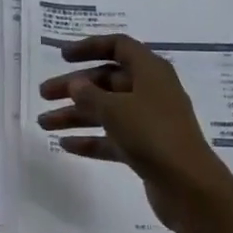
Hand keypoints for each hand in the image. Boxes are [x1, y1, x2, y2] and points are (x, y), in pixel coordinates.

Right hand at [36, 34, 230, 227]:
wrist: (189, 186)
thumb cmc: (152, 134)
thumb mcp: (115, 109)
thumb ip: (90, 94)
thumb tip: (76, 83)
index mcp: (150, 71)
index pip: (118, 47)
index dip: (90, 47)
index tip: (62, 56)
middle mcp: (151, 91)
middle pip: (107, 80)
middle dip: (75, 86)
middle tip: (44, 94)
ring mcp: (149, 121)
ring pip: (107, 110)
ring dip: (76, 114)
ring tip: (44, 123)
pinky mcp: (146, 149)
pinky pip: (113, 138)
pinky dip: (91, 139)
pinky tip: (65, 145)